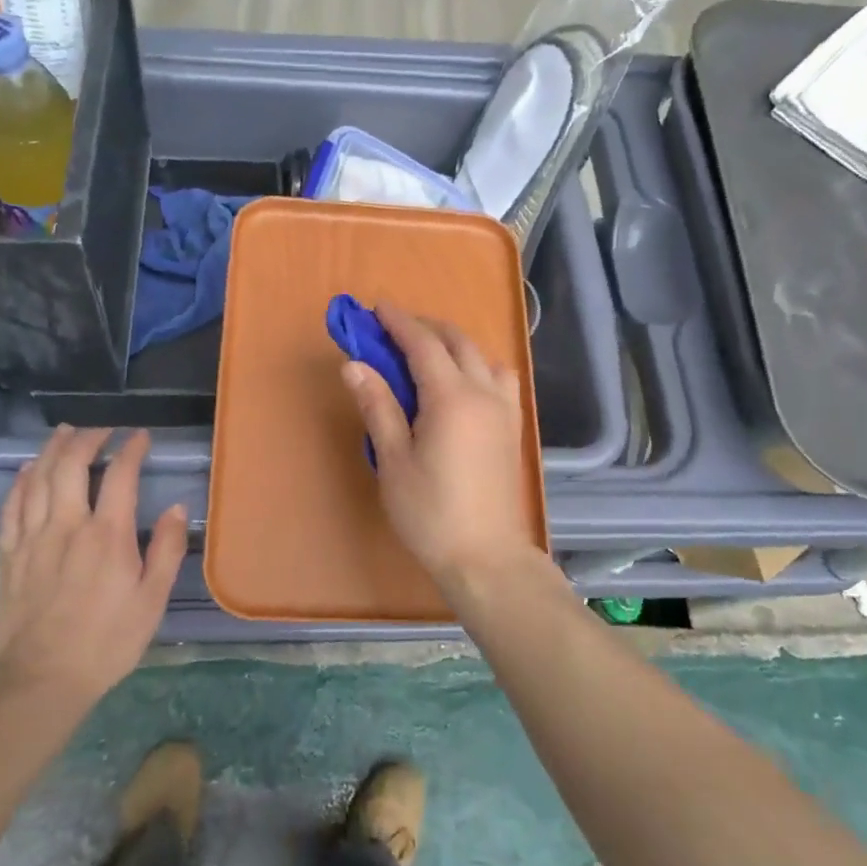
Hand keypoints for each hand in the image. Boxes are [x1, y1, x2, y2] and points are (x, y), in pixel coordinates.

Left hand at [0, 427, 187, 709]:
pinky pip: (11, 506)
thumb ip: (167, 550)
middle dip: (88, 438)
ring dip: (52, 449)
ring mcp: (33, 538)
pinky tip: (26, 470)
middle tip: (102, 429)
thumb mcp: (152, 601)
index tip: (141, 436)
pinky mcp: (10, 555)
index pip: (120, 475)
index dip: (131, 449)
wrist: (39, 680)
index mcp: (107, 535)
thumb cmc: (106, 641)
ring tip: (65, 432)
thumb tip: (177, 508)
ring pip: (37, 478)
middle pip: (71, 465)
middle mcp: (67, 525)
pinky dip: (20, 481)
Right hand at [341, 306, 542, 590]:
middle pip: (456, 342)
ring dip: (454, 343)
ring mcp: (505, 409)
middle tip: (392, 329)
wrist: (486, 557)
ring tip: (426, 354)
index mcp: (451, 398)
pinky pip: (499, 378)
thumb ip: (378, 406)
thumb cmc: (430, 513)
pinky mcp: (513, 428)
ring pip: (482, 356)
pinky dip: (477, 364)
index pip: (423, 344)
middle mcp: (484, 393)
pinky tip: (462, 384)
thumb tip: (353, 364)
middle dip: (424, 327)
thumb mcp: (393, 460)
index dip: (399, 322)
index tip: (376, 308)